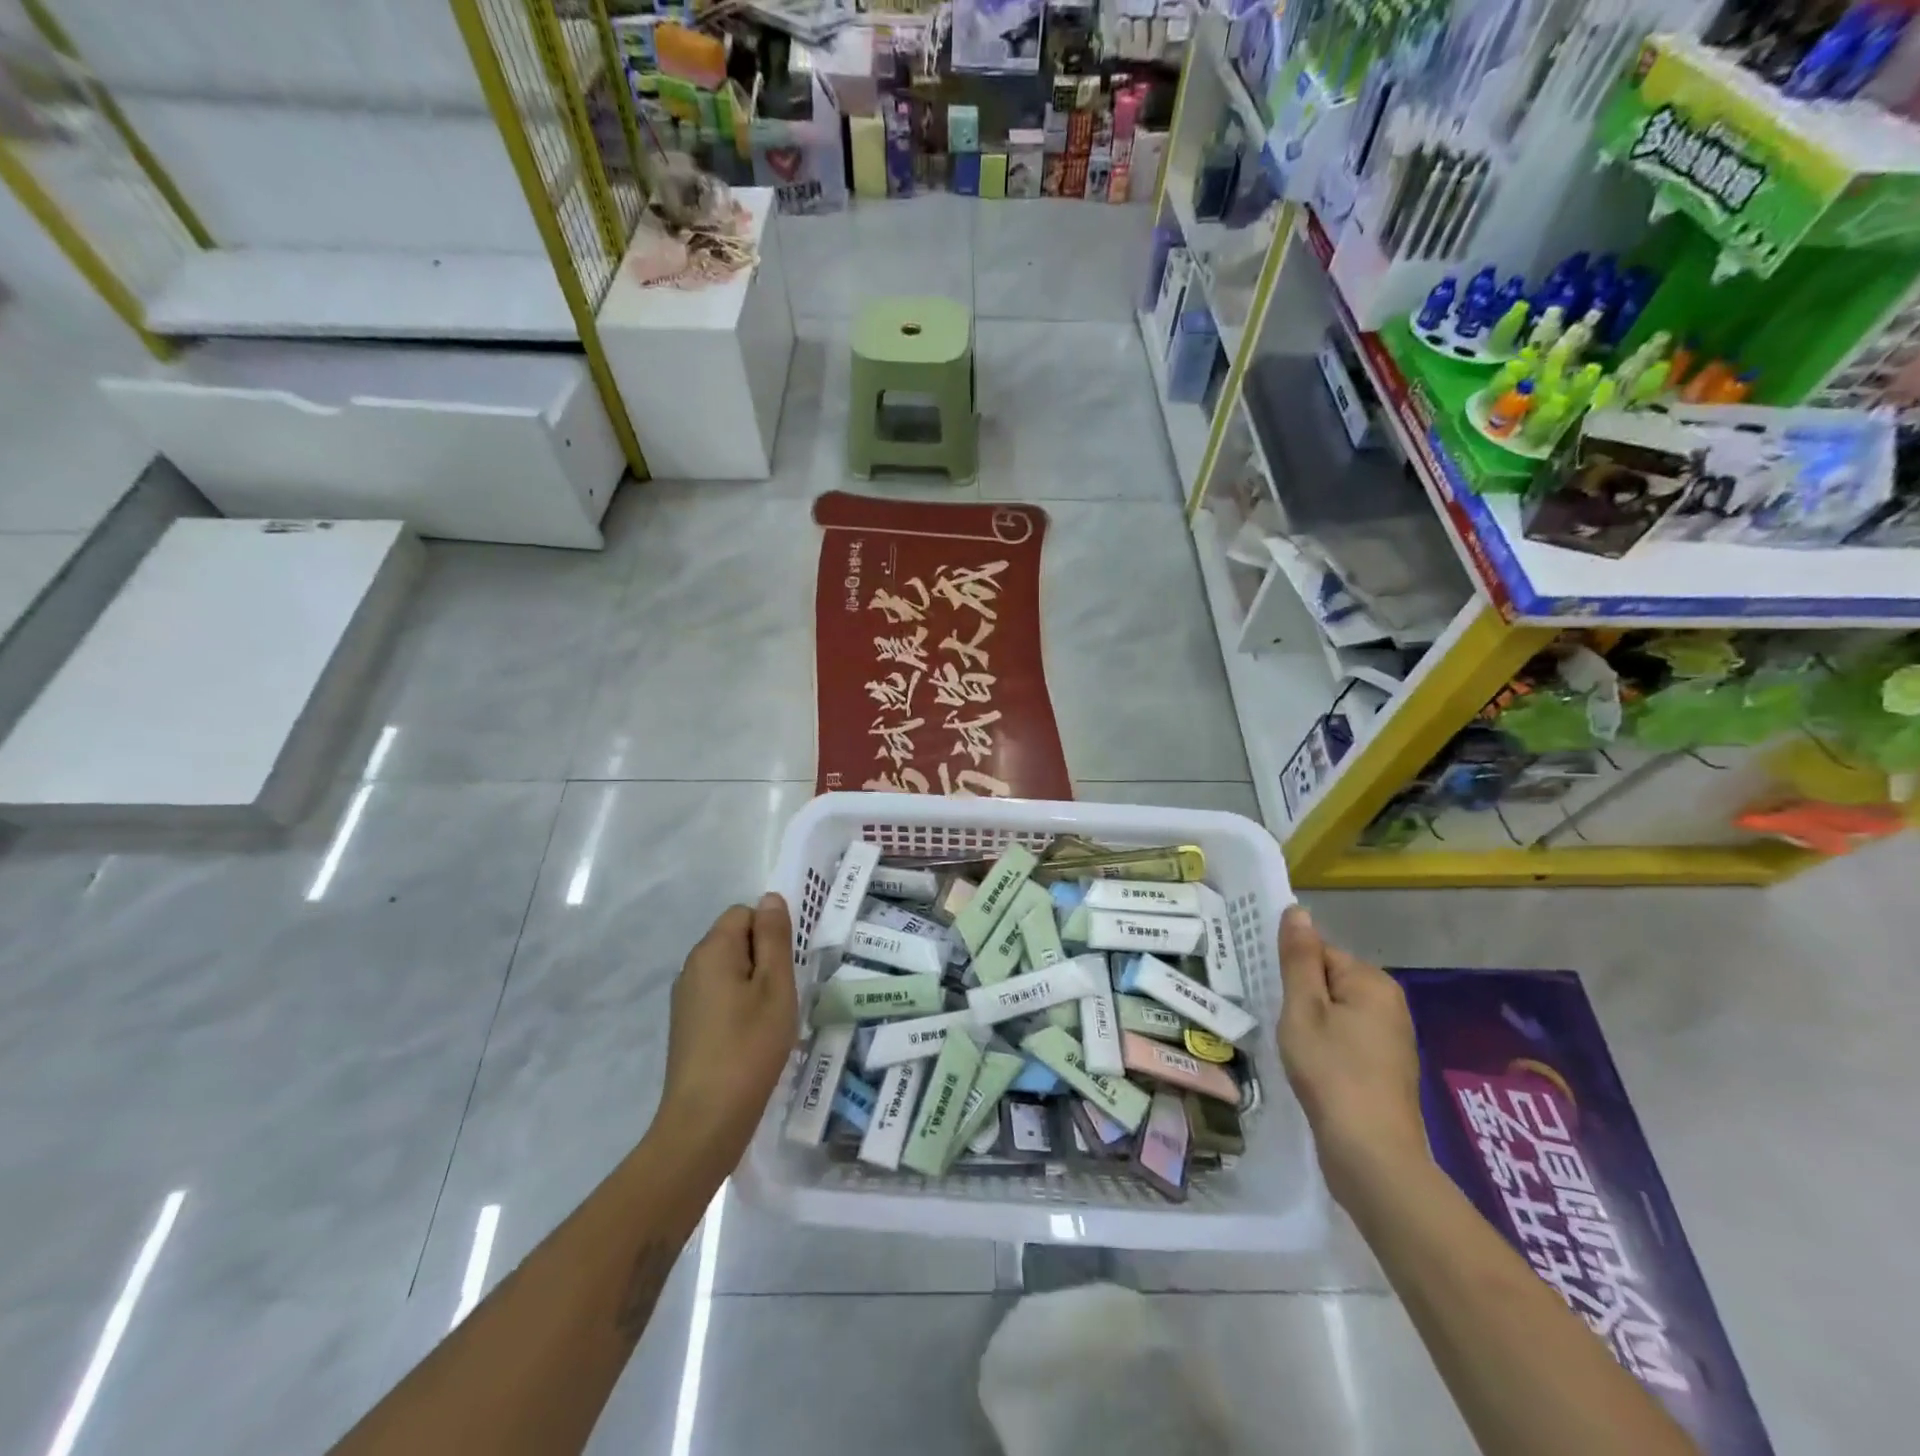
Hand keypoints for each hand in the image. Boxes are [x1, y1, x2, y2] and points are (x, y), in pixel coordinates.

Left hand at [658, 894, 798, 1168]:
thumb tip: (770, 898)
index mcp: (712, 950)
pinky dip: (739, 1007)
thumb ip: (774, 937)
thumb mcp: (775, 986)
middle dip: (764, 959)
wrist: (706, 1120)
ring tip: (771, 1020)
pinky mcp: (686, 1026)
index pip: (744, 913)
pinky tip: (752, 1038)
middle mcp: (691, 967)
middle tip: (784, 995)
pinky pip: (719, 997)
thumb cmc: (749, 1046)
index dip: (771, 933)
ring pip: (729, 971)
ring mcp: (685, 998)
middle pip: (735, 940)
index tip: (788, 967)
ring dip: (753, 985)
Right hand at [1276, 905, 1430, 1209]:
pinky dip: (1328, 1048)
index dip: (1291, 975)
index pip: (1319, 953)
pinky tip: (1314, 1070)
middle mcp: (1390, 1003)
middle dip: (1302, 1000)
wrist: (1372, 1155)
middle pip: (1329, 981)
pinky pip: (1348, 1038)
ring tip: (1295, 1050)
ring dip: (1312, 1025)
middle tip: (1283, 1026)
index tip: (1274, 999)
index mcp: (1371, 982)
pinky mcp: (1388, 1068)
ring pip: (1336, 1012)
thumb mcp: (1303, 1009)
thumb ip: (1299, 958)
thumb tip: (1298, 911)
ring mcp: (1392, 1038)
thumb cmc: (1331, 1071)